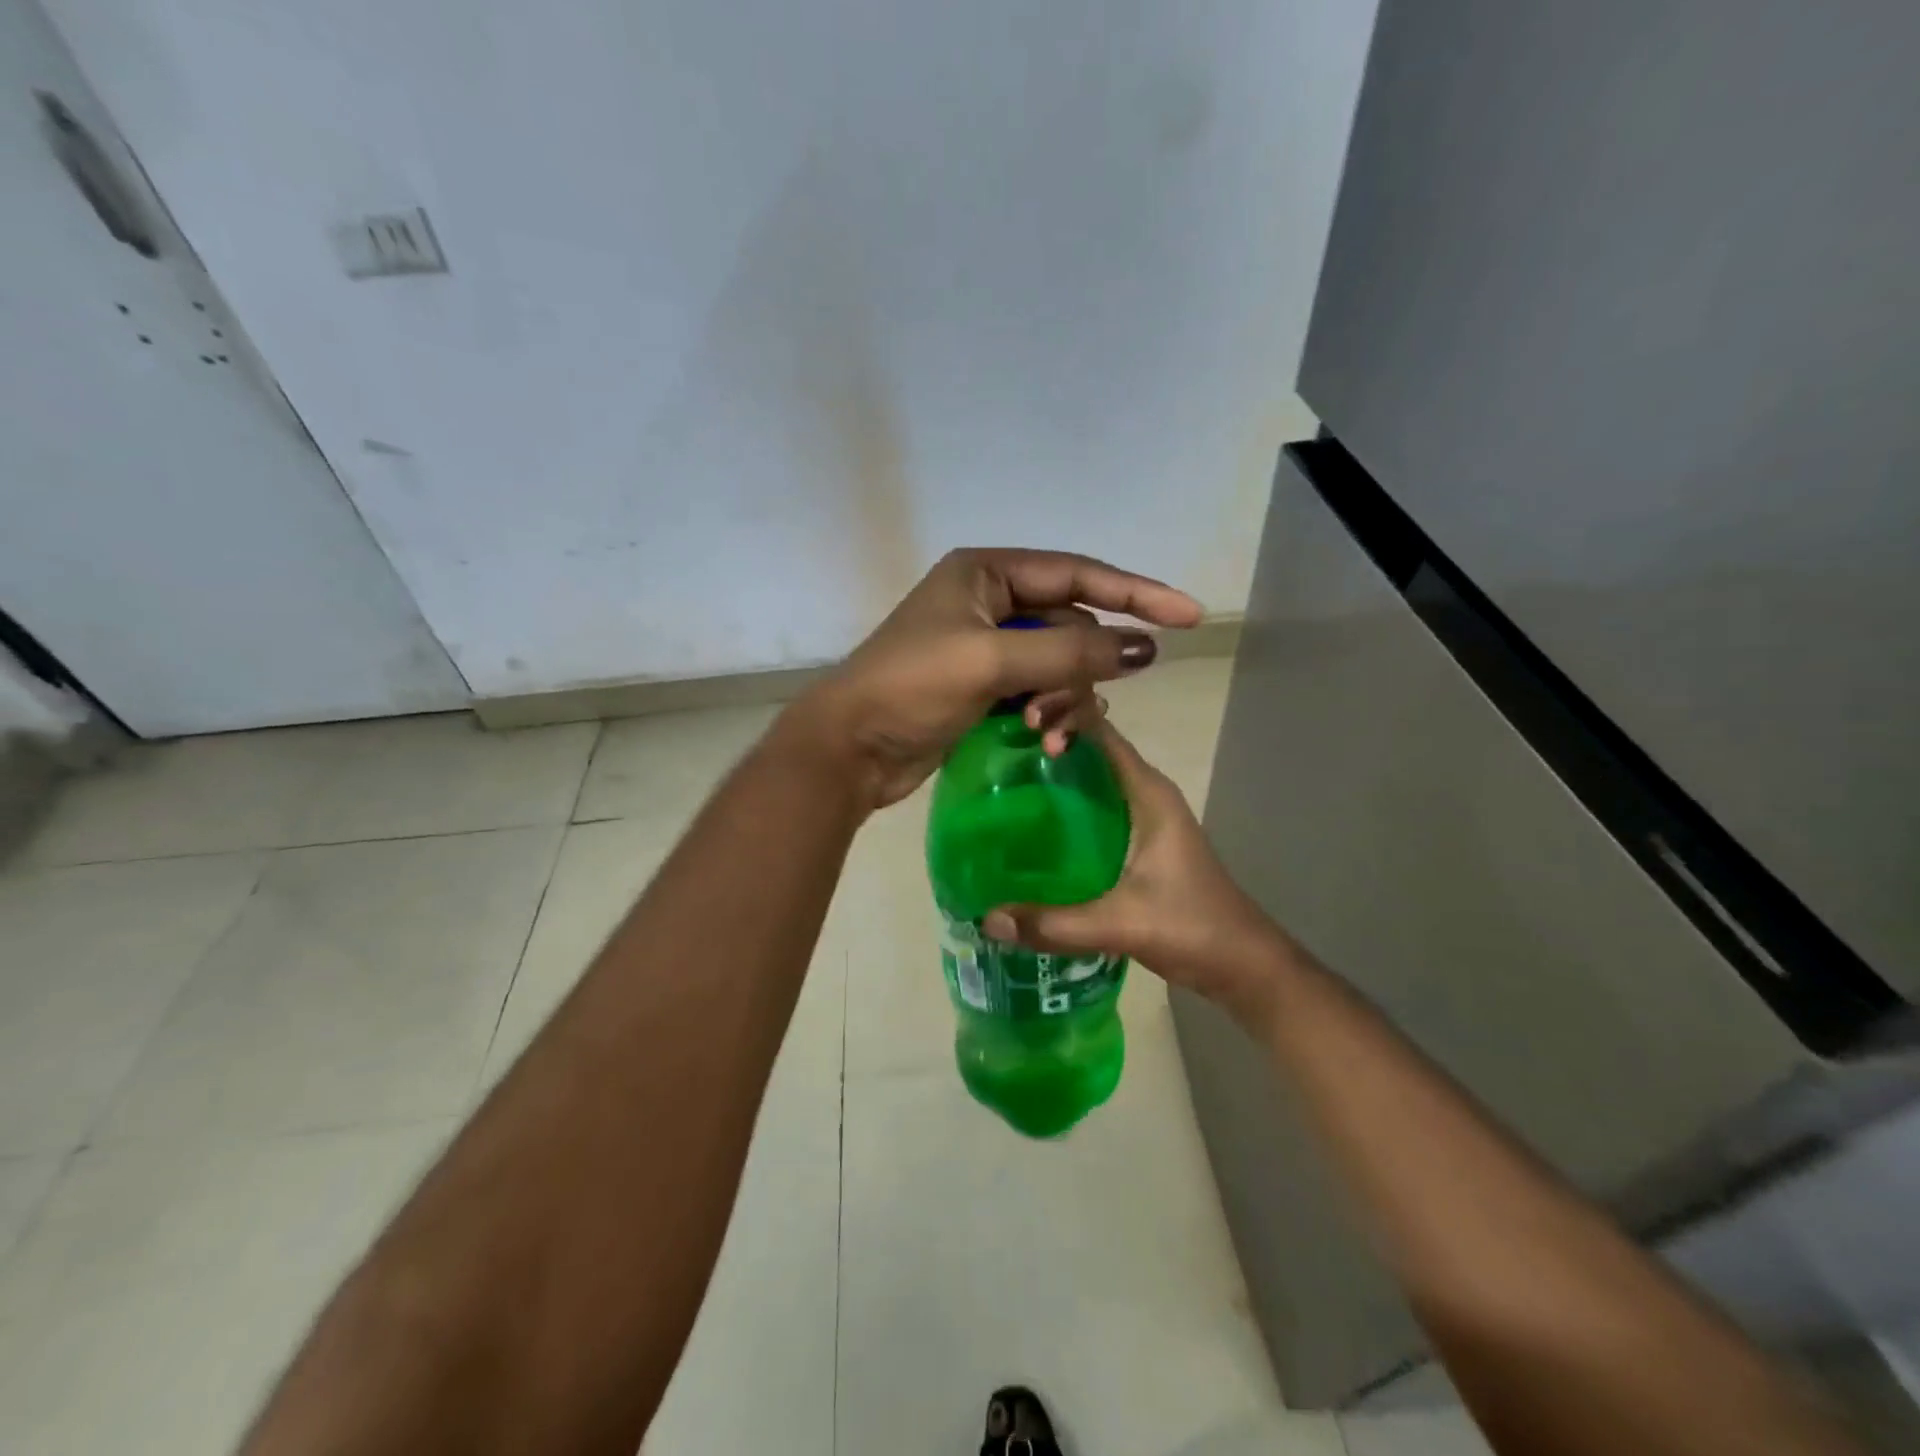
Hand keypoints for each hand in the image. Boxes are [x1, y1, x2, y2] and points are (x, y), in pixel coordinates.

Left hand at [790, 548, 1201, 808]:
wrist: (851, 748)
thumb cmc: (912, 688)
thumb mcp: (991, 661)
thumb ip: (1070, 650)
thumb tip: (1144, 647)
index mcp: (986, 573)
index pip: (1078, 574)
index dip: (1136, 593)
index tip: (1189, 615)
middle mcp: (990, 601)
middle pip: (1071, 625)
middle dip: (1080, 670)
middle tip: (1063, 714)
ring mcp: (987, 646)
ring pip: (1059, 664)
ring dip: (1065, 698)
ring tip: (1047, 733)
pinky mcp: (984, 687)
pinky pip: (1039, 690)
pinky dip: (1049, 712)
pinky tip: (1046, 739)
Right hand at [981, 717, 1289, 1021]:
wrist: (1242, 964)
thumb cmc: (1191, 928)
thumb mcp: (1120, 924)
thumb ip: (1054, 924)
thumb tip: (986, 919)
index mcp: (1147, 792)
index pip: (1100, 731)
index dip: (1060, 718)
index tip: (1014, 728)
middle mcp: (1145, 794)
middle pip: (1091, 750)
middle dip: (1047, 745)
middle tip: (996, 755)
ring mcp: (1143, 818)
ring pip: (1091, 781)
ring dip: (1052, 778)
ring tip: (1001, 785)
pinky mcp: (1137, 843)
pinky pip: (1093, 810)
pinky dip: (1063, 809)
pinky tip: (1029, 830)